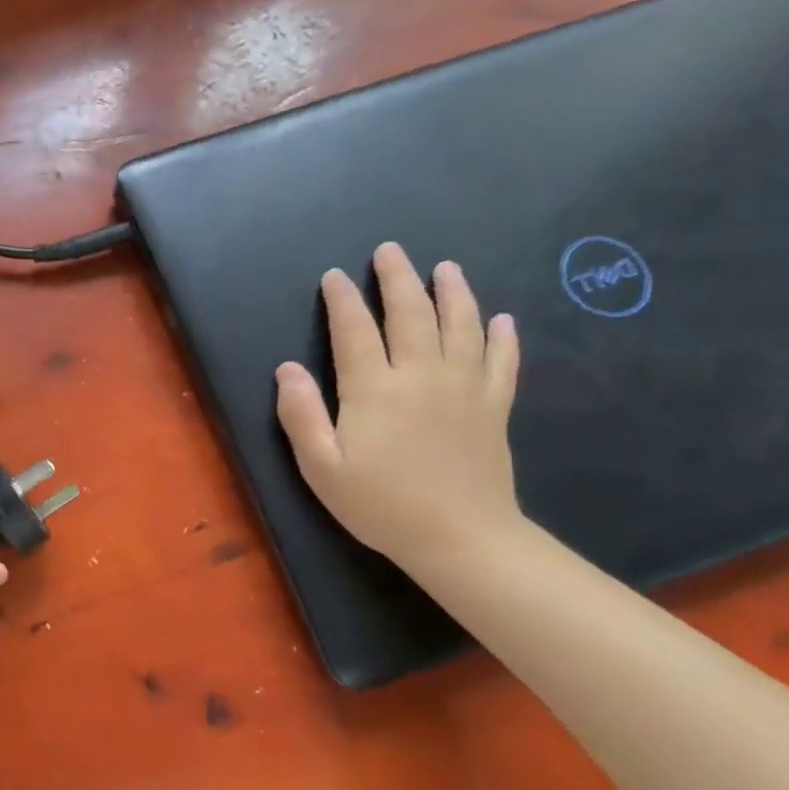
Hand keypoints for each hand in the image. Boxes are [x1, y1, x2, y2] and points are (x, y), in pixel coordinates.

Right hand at [275, 242, 523, 573]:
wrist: (461, 538)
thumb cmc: (379, 504)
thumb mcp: (321, 467)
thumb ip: (301, 415)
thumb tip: (286, 369)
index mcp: (374, 390)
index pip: (354, 331)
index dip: (342, 300)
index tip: (334, 276)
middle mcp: (421, 376)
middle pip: (411, 314)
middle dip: (397, 278)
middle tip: (390, 251)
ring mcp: (464, 388)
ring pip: (460, 325)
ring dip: (452, 292)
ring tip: (445, 268)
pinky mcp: (493, 407)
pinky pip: (501, 361)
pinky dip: (501, 336)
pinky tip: (499, 319)